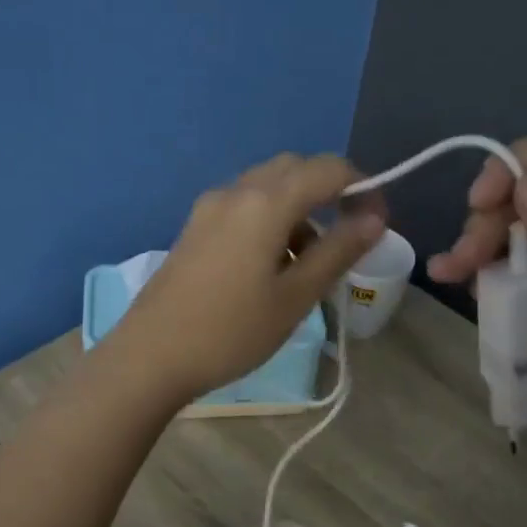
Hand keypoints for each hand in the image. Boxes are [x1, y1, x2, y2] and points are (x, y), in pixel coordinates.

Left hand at [108, 154, 385, 401]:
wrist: (149, 357)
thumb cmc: (230, 331)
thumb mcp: (295, 297)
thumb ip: (338, 251)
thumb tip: (374, 219)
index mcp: (264, 202)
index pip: (328, 169)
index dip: (362, 187)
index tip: (377, 224)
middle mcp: (235, 191)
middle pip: (295, 169)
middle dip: (329, 192)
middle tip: (347, 237)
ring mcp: (209, 207)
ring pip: (267, 187)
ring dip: (299, 209)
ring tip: (309, 263)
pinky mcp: (195, 226)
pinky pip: (244, 205)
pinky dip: (270, 219)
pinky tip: (271, 265)